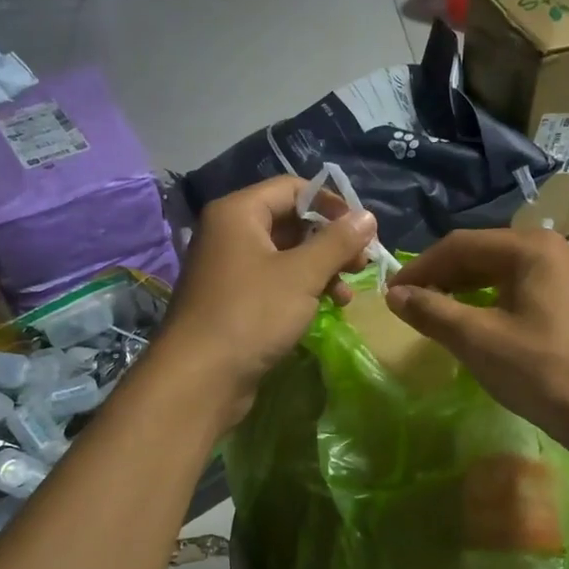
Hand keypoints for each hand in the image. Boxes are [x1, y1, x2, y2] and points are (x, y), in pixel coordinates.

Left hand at [158, 177, 376, 429]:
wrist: (200, 379)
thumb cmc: (251, 315)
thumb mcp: (302, 275)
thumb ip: (337, 242)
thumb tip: (368, 217)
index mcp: (238, 213)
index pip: (292, 188)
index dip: (331, 205)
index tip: (362, 231)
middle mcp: (229, 233)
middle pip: (289, 221)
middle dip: (329, 241)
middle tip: (361, 264)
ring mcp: (229, 268)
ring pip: (285, 255)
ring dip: (320, 268)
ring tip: (346, 294)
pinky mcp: (233, 300)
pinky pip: (274, 281)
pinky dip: (302, 289)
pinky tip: (326, 307)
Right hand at [385, 228, 568, 446]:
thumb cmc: (542, 371)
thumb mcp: (478, 339)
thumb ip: (432, 311)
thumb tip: (394, 295)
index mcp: (530, 247)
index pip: (460, 245)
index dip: (420, 268)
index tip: (389, 294)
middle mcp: (548, 251)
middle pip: (479, 254)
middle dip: (439, 278)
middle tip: (406, 306)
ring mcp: (561, 277)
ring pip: (496, 274)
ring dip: (459, 291)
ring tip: (429, 315)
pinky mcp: (565, 303)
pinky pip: (513, 291)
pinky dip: (484, 303)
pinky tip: (467, 325)